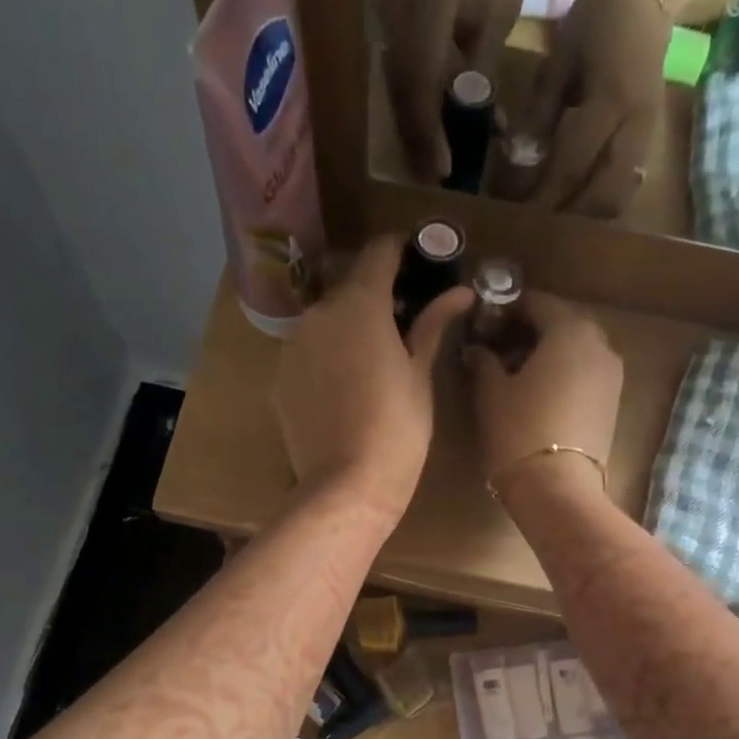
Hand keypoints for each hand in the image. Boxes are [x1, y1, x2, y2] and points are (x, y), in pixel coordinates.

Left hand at [272, 235, 474, 522]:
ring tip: (372, 364)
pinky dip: (326, 360)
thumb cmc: (398, 430)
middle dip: (375, 298)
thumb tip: (459, 291)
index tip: (419, 260)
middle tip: (402, 324)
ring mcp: (292, 348)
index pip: (378, 253)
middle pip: (349, 290)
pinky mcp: (279, 381)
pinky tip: (344, 392)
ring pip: (325, 324)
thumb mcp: (420, 376)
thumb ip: (432, 326)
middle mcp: (318, 315)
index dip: (401, 251)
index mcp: (360, 305)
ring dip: (348, 330)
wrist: (346, 487)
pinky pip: (308, 356)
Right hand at [377, 0, 528, 182]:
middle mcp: (395, 12)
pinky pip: (399, 73)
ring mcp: (387, 16)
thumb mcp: (497, 19)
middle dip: (419, 139)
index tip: (443, 170)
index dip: (429, 133)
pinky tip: (432, 130)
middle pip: (401, 93)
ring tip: (433, 163)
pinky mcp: (389, 23)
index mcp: (425, 6)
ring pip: (397, 89)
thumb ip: (480, 75)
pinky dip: (416, 104)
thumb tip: (474, 130)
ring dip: (415, 128)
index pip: (420, 84)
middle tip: (436, 179)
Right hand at [464, 291, 622, 500]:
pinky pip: (586, 373)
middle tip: (499, 347)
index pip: (536, 303)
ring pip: (577, 349)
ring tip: (517, 373)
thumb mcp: (491, 392)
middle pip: (561, 323)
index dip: (507, 309)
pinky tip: (539, 393)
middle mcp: (599, 343)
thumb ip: (484, 361)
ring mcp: (612, 375)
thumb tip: (477, 349)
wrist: (557, 489)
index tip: (485, 322)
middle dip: (531, 330)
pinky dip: (564, 373)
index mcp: (569, 330)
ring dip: (549, 352)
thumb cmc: (518, 431)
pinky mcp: (613, 403)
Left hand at [508, 0, 670, 217]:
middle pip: (600, 196)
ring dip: (587, 218)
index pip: (571, 164)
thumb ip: (540, 114)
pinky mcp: (651, 143)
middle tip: (537, 226)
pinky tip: (579, 207)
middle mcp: (634, 127)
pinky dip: (601, 204)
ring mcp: (648, 138)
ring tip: (557, 222)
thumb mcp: (559, 61)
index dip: (543, 195)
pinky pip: (627, 189)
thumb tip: (519, 162)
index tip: (519, 215)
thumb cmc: (596, 21)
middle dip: (567, 216)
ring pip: (618, 199)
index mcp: (609, 102)